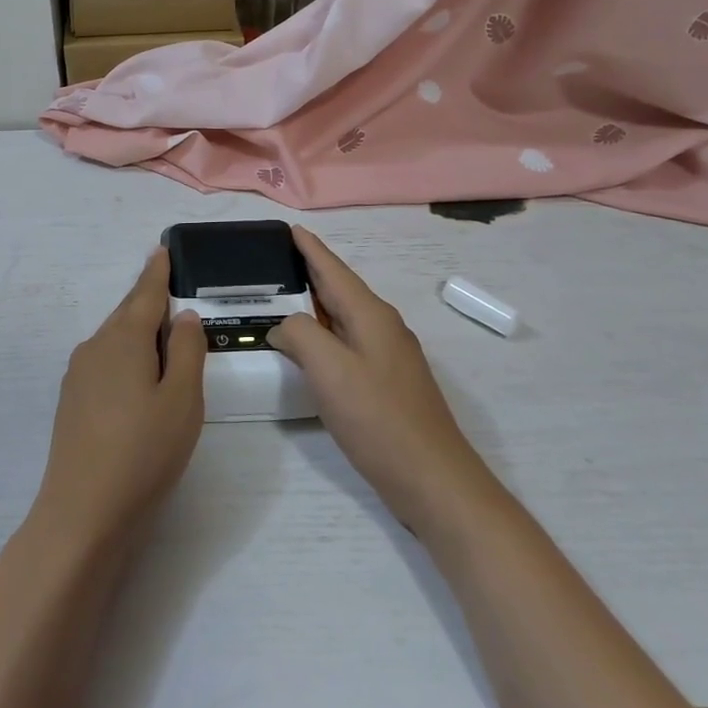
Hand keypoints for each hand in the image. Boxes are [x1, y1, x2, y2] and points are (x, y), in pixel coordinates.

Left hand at [29, 248, 206, 552]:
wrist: (83, 511)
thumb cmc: (144, 452)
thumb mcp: (182, 400)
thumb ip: (188, 351)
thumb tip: (183, 316)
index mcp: (123, 340)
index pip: (145, 294)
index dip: (157, 272)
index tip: (162, 249)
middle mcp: (95, 348)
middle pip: (127, 314)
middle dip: (147, 298)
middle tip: (167, 283)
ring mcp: (78, 375)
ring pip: (114, 339)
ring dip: (137, 330)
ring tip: (162, 330)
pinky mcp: (72, 401)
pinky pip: (105, 361)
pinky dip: (126, 355)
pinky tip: (137, 373)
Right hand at [269, 226, 493, 530]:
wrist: (432, 479)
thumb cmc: (379, 419)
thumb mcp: (329, 369)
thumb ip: (300, 335)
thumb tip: (285, 326)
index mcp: (371, 316)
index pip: (334, 271)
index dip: (311, 250)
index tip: (291, 229)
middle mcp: (383, 328)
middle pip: (340, 291)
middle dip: (310, 273)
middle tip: (275, 262)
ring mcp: (389, 357)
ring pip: (344, 318)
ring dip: (316, 305)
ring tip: (283, 299)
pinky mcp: (387, 383)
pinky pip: (348, 343)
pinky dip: (324, 334)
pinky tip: (310, 347)